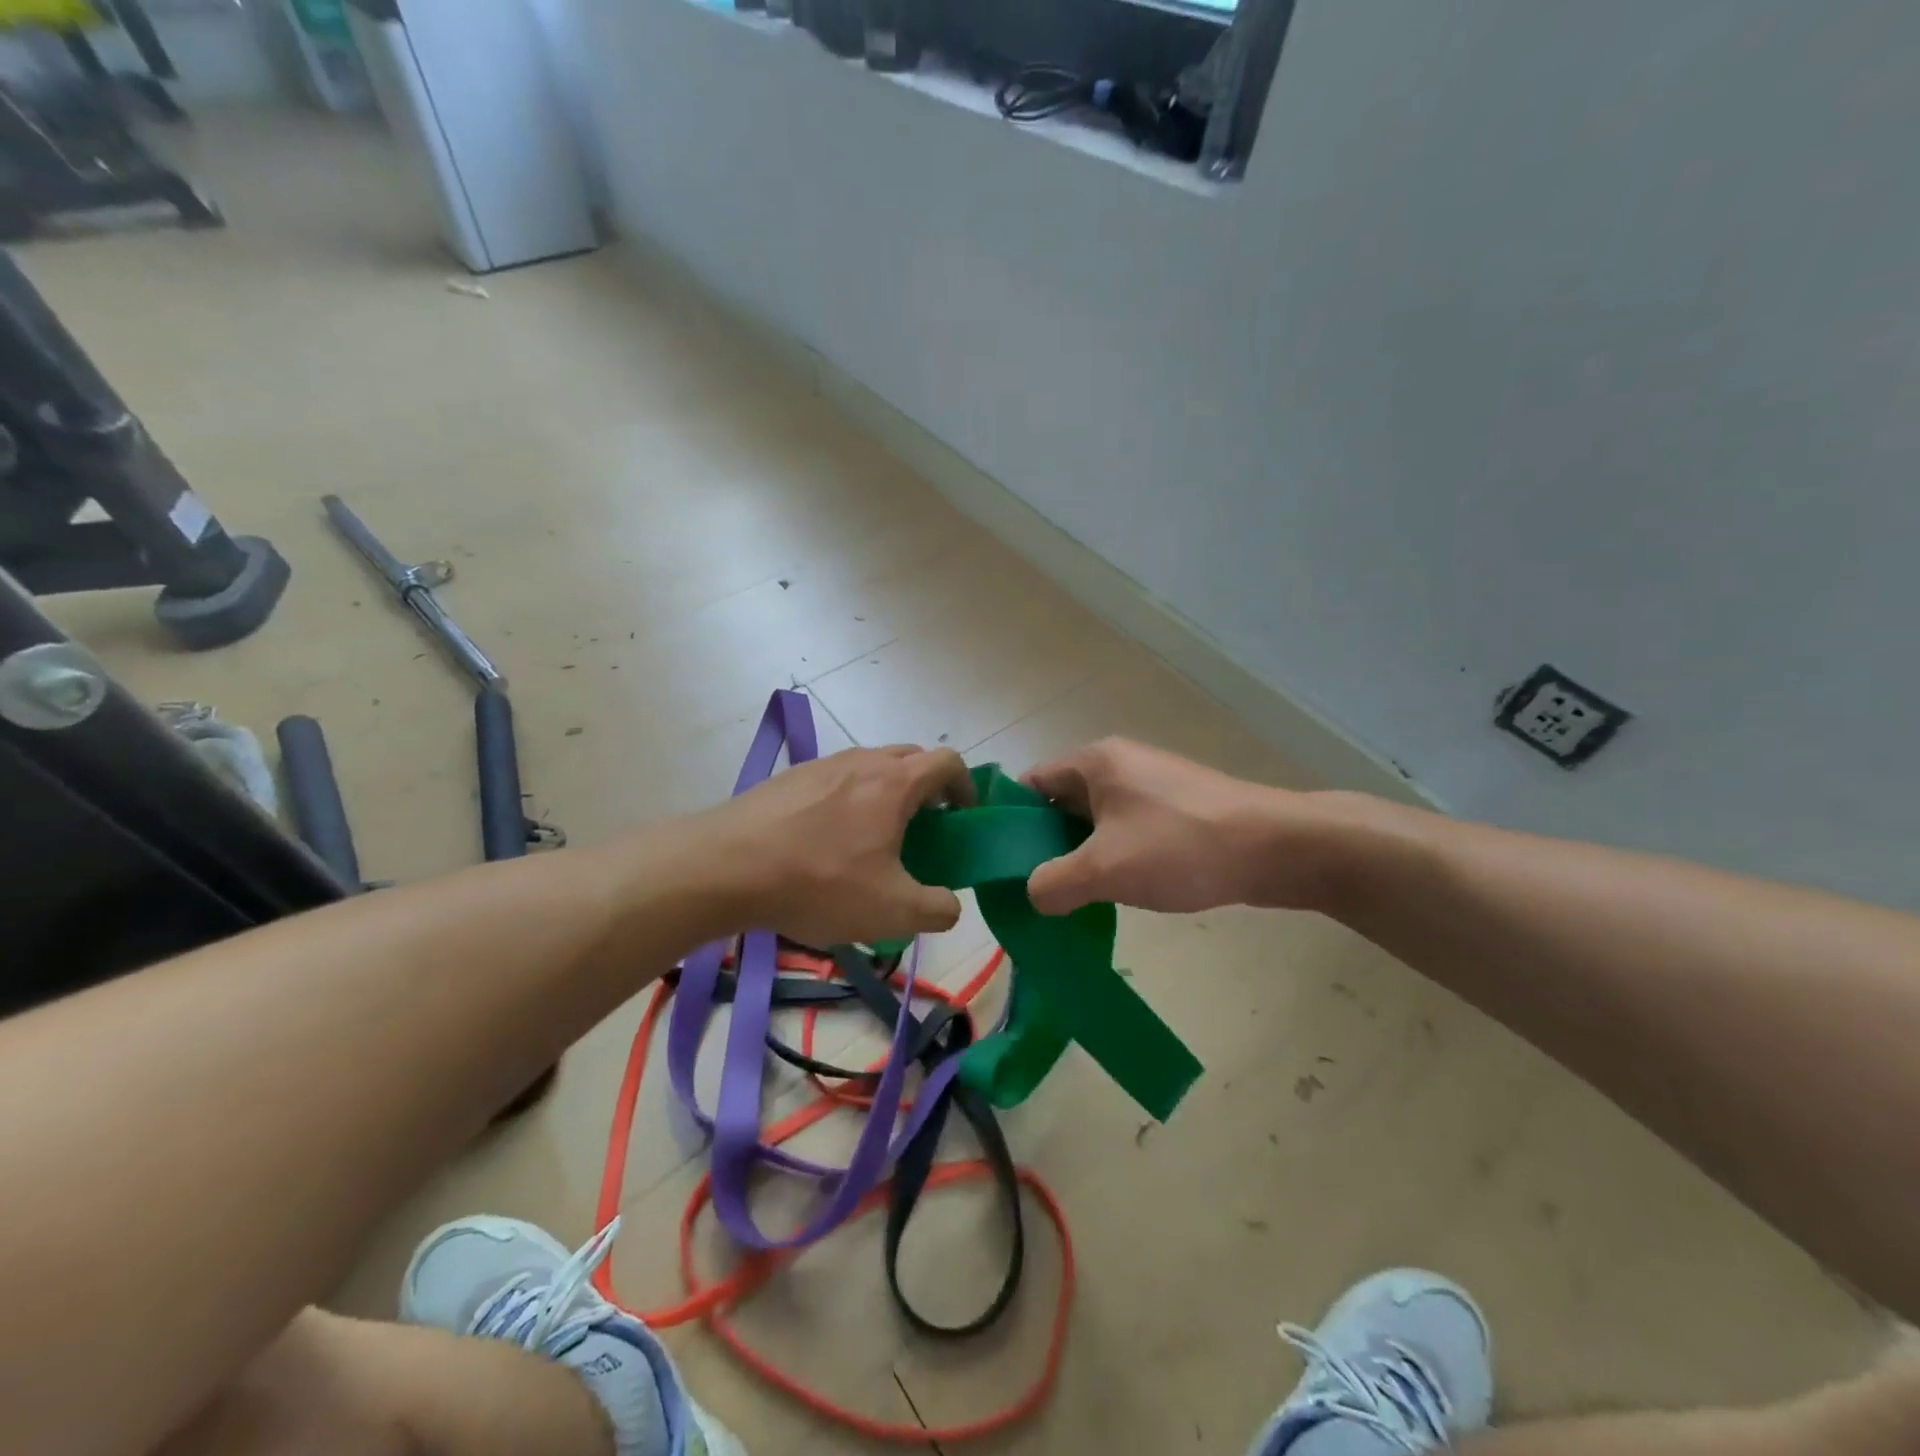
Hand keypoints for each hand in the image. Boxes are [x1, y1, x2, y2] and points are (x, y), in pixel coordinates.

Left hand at [698, 744, 974, 945]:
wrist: (724, 867)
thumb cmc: (818, 882)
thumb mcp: (891, 912)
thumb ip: (937, 909)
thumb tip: (949, 904)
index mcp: (894, 782)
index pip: (948, 761)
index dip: (966, 786)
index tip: (962, 818)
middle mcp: (862, 761)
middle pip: (911, 758)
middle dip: (928, 788)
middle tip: (924, 829)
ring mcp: (822, 765)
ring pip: (871, 767)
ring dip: (887, 794)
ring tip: (875, 839)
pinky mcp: (790, 778)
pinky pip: (837, 779)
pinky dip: (850, 800)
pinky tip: (828, 842)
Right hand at [1023, 738, 1351, 915]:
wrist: (1277, 848)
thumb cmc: (1181, 847)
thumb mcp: (1104, 869)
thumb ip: (1053, 883)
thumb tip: (1033, 893)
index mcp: (1094, 762)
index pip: (1030, 783)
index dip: (1009, 822)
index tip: (1000, 865)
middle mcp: (1119, 764)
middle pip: (1060, 803)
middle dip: (1044, 845)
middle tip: (1033, 889)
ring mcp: (1151, 785)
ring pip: (1094, 820)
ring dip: (1080, 856)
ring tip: (1071, 898)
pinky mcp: (1176, 808)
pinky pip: (1126, 830)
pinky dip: (1112, 857)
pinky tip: (1116, 891)